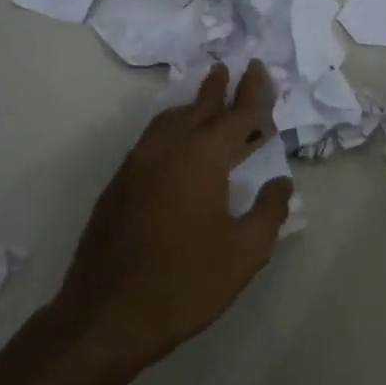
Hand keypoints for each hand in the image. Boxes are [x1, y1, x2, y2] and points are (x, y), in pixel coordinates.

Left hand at [55, 61, 292, 368]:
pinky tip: (179, 145)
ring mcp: (137, 165)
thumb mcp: (244, 253)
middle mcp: (168, 149)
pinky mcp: (119, 184)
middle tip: (234, 68)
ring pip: (170, 120)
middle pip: (199, 107)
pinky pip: (152, 140)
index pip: (237, 114)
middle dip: (219, 87)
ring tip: (207, 100)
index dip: (254, 92)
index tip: (261, 69)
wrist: (106, 316)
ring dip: (193, 106)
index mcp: (203, 159)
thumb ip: (269, 212)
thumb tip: (279, 183)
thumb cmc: (185, 283)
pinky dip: (173, 128)